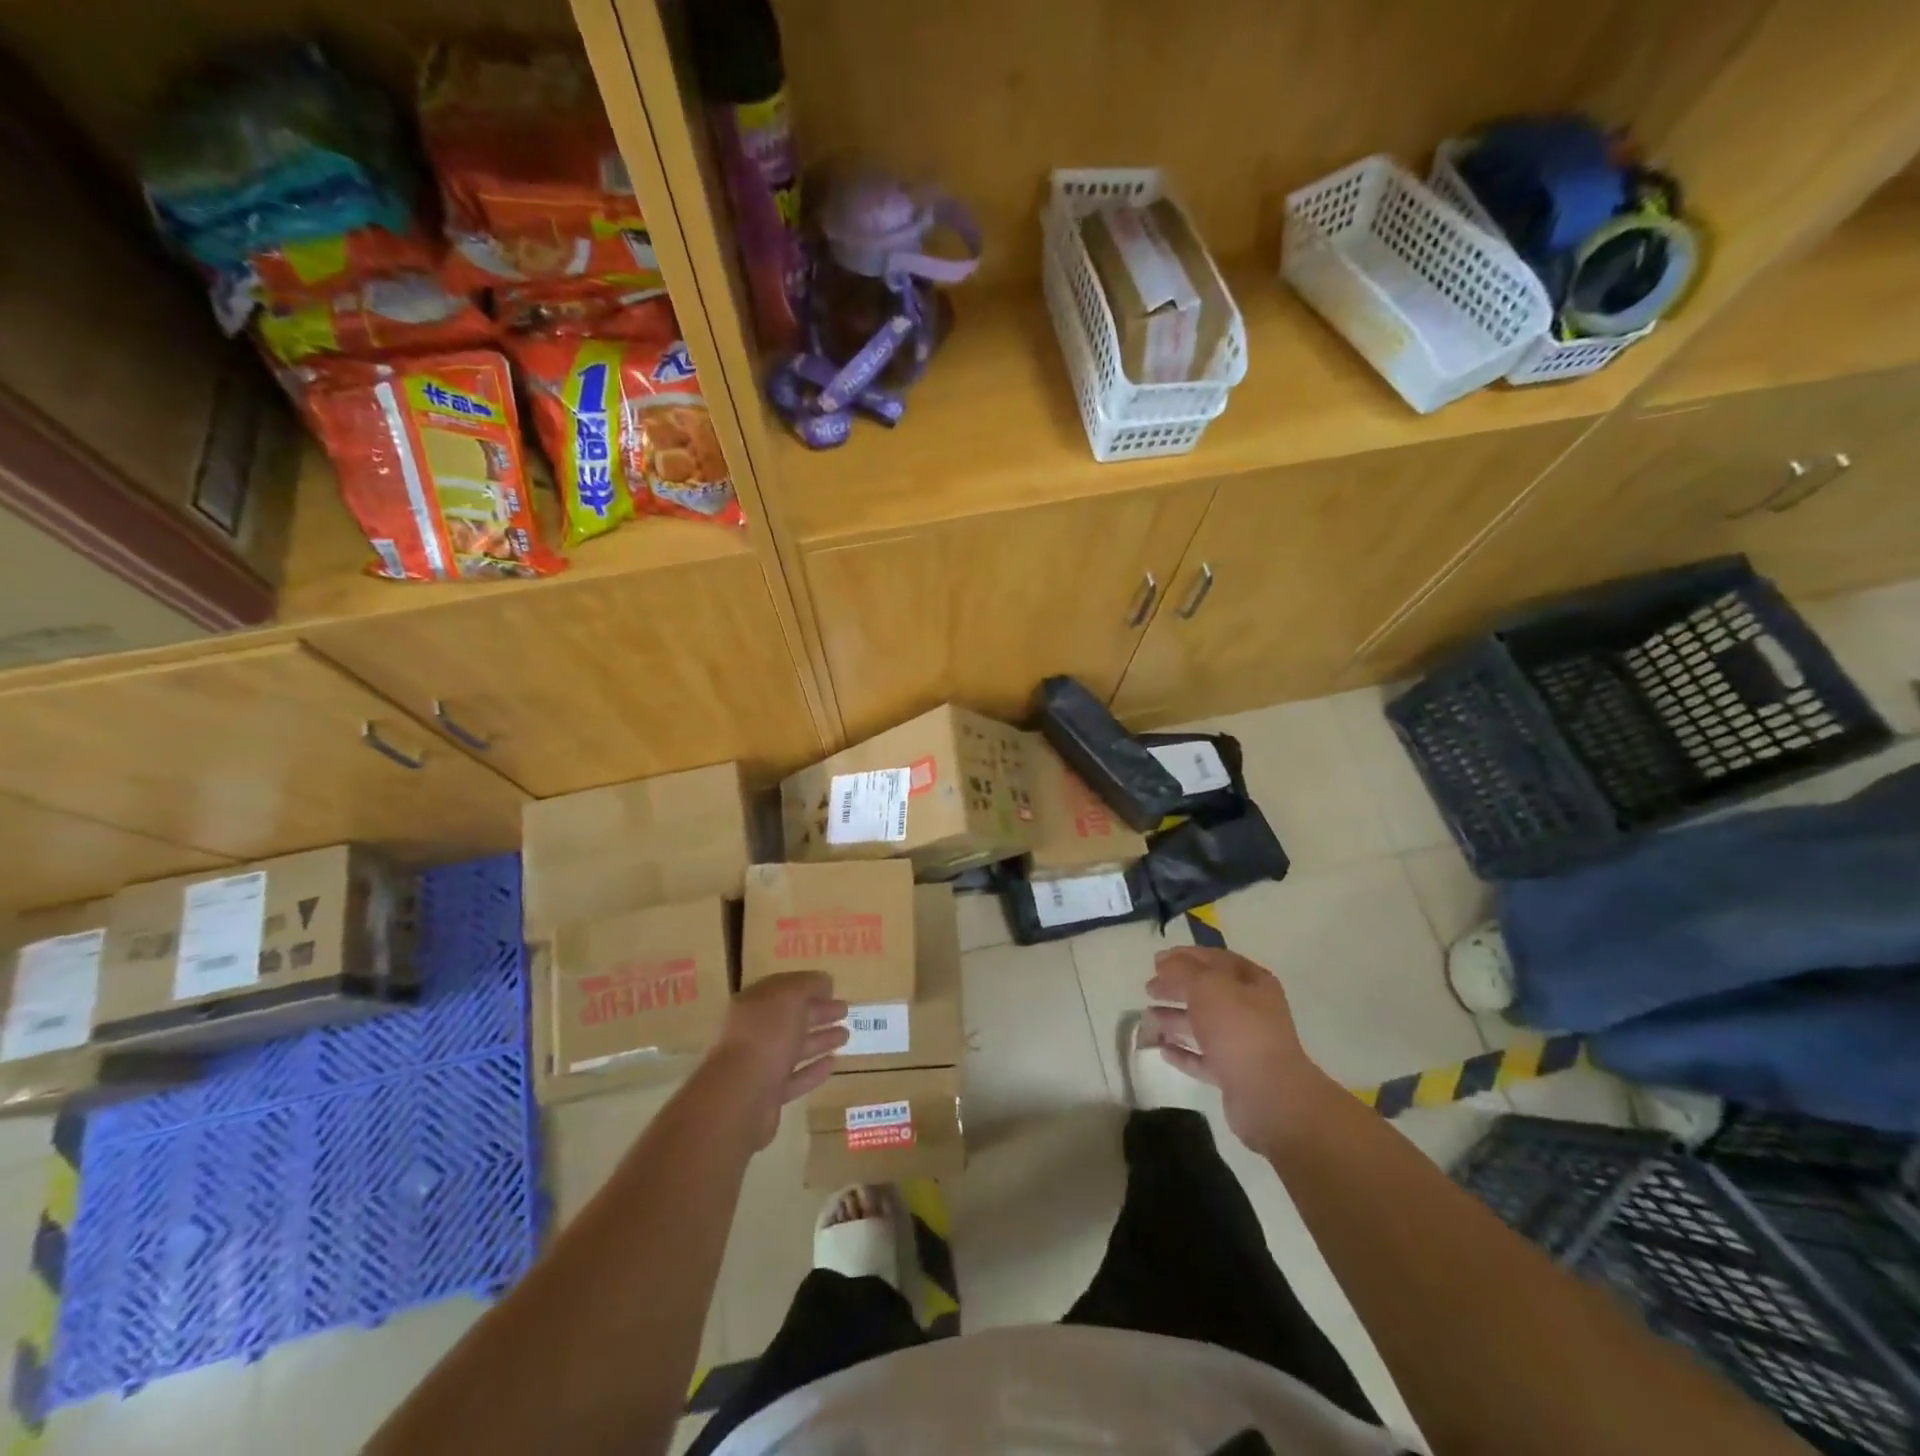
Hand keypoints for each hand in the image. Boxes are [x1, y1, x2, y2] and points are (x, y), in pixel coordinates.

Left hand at [712, 972, 848, 1148]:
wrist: (741, 1096)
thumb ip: (808, 984)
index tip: (833, 988)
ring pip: (794, 1047)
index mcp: (753, 1004)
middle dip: (818, 1012)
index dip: (808, 986)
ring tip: (845, 1035)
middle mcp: (754, 1031)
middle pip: (790, 1018)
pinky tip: (832, 1063)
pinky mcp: (768, 1094)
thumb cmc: (766, 1035)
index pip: (783, 989)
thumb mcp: (790, 996)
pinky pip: (795, 1077)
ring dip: (819, 1039)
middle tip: (845, 1010)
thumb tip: (824, 981)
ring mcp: (760, 1064)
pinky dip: (813, 1070)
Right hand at [1142, 946, 1329, 1152]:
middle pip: (1207, 992)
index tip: (1156, 961)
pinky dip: (1183, 1052)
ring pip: (1202, 1025)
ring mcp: (1243, 1043)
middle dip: (1176, 988)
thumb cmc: (1238, 1028)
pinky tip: (1162, 1049)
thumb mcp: (1207, 986)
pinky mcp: (1234, 1074)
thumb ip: (1182, 969)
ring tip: (1147, 1019)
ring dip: (1174, 1019)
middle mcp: (1251, 1010)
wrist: (1268, 1095)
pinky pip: (1203, 1057)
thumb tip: (1164, 962)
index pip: (1215, 959)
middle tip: (1148, 988)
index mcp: (1252, 982)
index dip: (1185, 956)